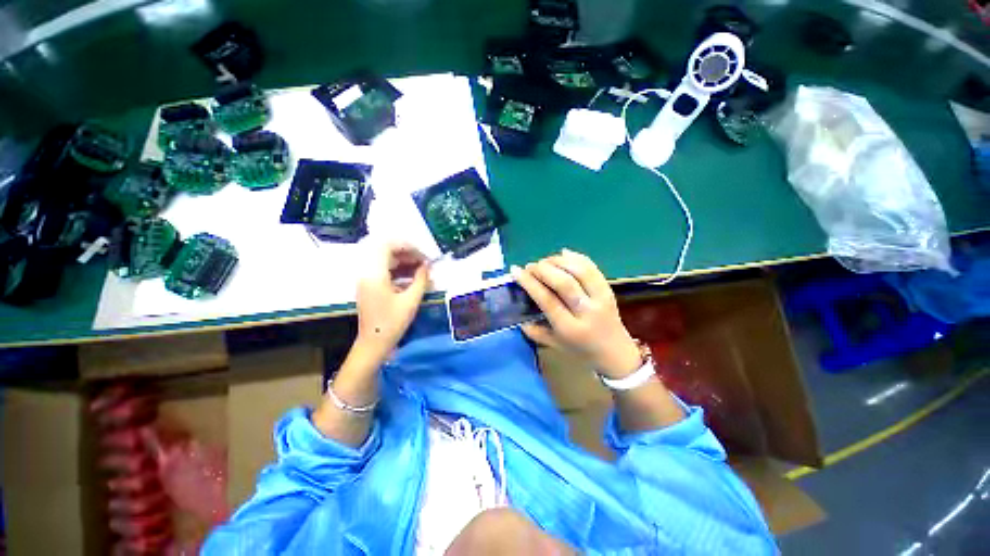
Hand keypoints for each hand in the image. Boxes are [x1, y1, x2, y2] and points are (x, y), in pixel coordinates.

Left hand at [355, 243, 430, 359]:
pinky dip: (398, 271)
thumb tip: (427, 266)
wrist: (373, 344)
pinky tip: (412, 279)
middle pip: (386, 252)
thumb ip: (421, 280)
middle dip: (407, 254)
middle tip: (425, 263)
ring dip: (404, 262)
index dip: (406, 246)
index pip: (387, 246)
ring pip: (385, 261)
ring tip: (422, 270)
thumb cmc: (392, 323)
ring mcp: (367, 280)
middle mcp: (367, 273)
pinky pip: (384, 271)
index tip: (423, 255)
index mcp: (374, 274)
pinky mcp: (370, 287)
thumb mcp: (411, 301)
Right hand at [511, 249, 640, 378]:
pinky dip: (577, 257)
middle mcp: (587, 311)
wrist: (616, 353)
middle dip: (543, 269)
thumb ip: (535, 332)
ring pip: (580, 271)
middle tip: (530, 266)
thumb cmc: (582, 351)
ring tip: (545, 261)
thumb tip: (518, 315)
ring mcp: (601, 298)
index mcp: (570, 329)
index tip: (516, 271)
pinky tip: (563, 254)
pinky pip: (592, 268)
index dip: (530, 283)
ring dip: (559, 261)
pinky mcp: (608, 289)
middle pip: (564, 283)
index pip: (547, 300)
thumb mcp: (555, 345)